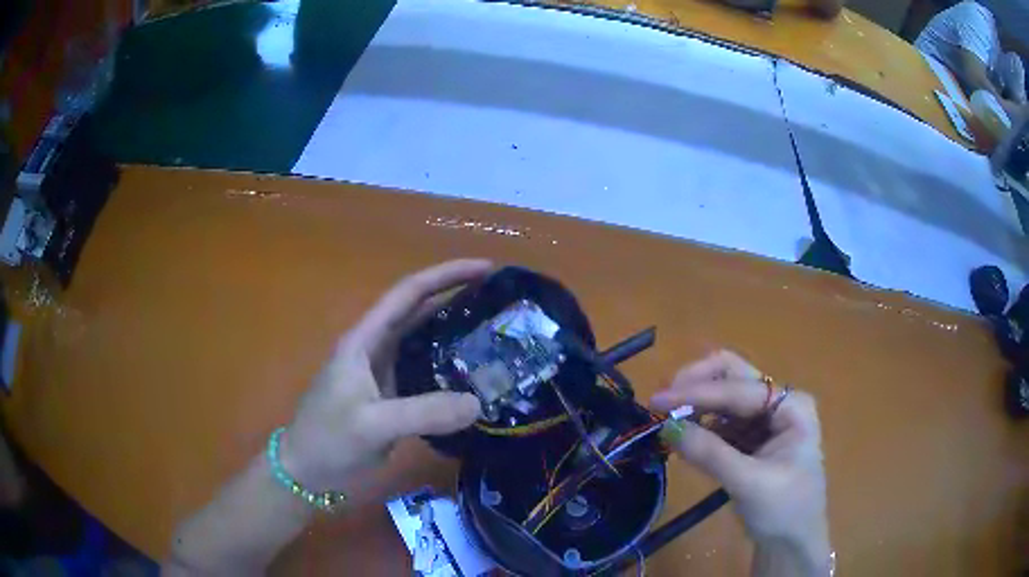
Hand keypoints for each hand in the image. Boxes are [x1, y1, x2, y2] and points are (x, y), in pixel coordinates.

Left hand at [281, 260, 491, 489]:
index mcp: (365, 340)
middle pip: (418, 310)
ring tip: (492, 330)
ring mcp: (381, 372)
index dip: (446, 275)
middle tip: (499, 298)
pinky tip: (471, 374)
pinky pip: (424, 372)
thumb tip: (478, 403)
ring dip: (453, 330)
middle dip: (455, 296)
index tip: (486, 269)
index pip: (408, 293)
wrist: (306, 471)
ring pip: (422, 341)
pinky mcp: (389, 395)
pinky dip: (448, 366)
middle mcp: (374, 348)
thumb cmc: (328, 439)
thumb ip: (423, 413)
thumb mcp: (372, 425)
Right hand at [651, 350, 830, 574]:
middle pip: (734, 378)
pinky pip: (721, 423)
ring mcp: (765, 421)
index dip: (697, 392)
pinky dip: (700, 425)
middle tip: (662, 400)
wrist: (793, 543)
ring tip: (666, 421)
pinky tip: (682, 436)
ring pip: (724, 398)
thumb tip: (667, 428)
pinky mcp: (751, 440)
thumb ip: (710, 454)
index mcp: (791, 406)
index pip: (739, 389)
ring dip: (695, 405)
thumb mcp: (749, 483)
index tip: (657, 400)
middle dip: (697, 384)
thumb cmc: (784, 510)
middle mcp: (779, 404)